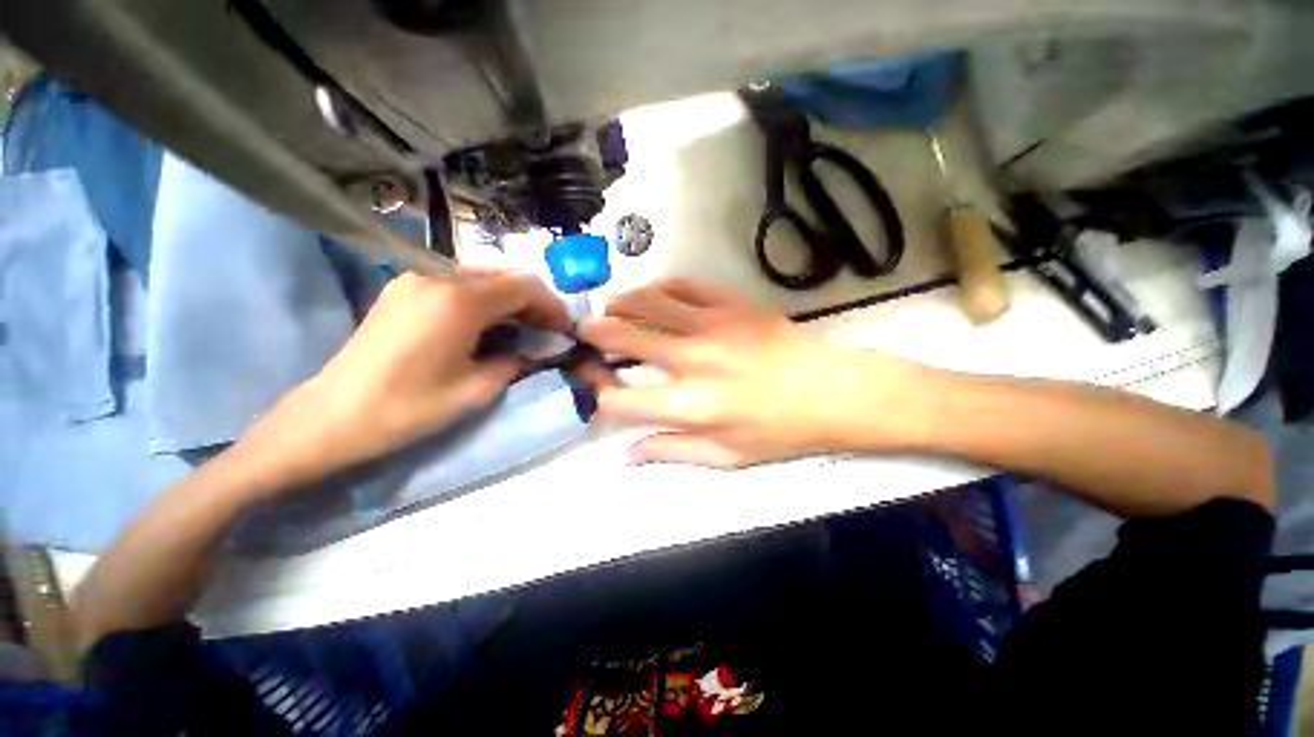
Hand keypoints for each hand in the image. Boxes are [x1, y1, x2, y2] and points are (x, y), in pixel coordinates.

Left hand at [237, 270, 570, 491]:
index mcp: (459, 300)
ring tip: (521, 329)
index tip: (565, 329)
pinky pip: (457, 283)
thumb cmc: (407, 407)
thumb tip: (535, 350)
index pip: (524, 286)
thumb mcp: (477, 390)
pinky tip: (485, 324)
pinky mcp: (403, 288)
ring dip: (509, 300)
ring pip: (482, 277)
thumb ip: (516, 362)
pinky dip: (483, 300)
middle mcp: (438, 276)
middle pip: (504, 276)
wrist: (332, 416)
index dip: (552, 306)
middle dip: (533, 302)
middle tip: (547, 331)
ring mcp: (416, 278)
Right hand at [580, 279, 923, 468]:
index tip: (593, 381)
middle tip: (585, 332)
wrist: (833, 392)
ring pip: (649, 302)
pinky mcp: (732, 304)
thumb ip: (671, 451)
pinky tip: (655, 295)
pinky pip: (685, 286)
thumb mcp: (725, 456)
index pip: (619, 397)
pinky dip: (662, 288)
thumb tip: (626, 454)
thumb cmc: (779, 431)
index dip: (597, 389)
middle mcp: (692, 360)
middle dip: (595, 334)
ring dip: (622, 303)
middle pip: (625, 337)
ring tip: (611, 308)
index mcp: (689, 405)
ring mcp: (712, 325)